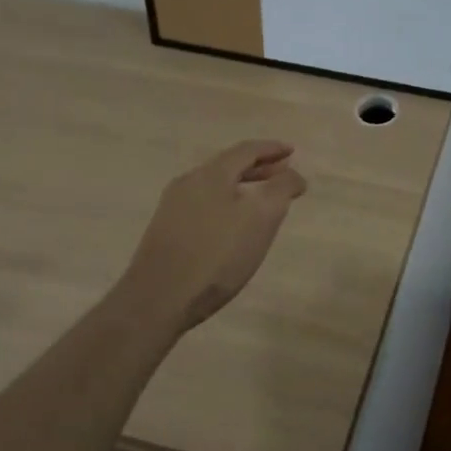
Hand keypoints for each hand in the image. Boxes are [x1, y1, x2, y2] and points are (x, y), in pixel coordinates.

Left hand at [126, 140, 308, 332]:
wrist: (156, 301)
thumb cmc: (216, 255)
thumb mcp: (261, 219)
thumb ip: (281, 190)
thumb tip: (294, 175)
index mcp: (211, 174)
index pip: (247, 150)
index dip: (272, 149)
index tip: (292, 152)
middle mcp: (188, 182)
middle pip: (228, 165)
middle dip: (259, 167)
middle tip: (283, 173)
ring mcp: (172, 207)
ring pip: (215, 186)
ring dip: (242, 186)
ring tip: (262, 200)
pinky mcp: (165, 231)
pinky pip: (204, 204)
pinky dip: (227, 203)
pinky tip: (233, 225)